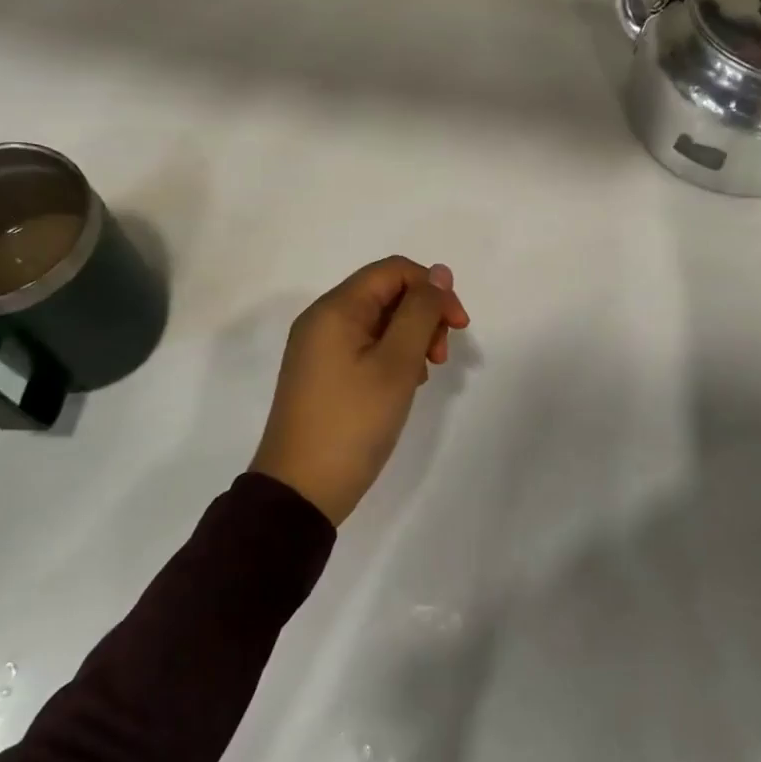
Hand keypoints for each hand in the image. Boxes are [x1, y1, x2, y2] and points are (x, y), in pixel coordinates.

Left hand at [250, 256, 470, 525]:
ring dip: (411, 337)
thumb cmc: (353, 423)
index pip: (394, 270)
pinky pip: (365, 346)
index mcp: (335, 309)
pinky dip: (392, 356)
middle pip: (386, 293)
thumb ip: (421, 312)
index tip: (459, 327)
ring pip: (379, 321)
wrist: (300, 491)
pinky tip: (404, 385)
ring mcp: (319, 348)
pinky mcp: (322, 374)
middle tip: (442, 356)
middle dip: (424, 315)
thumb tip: (439, 272)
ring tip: (424, 375)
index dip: (433, 289)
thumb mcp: (396, 364)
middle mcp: (322, 320)